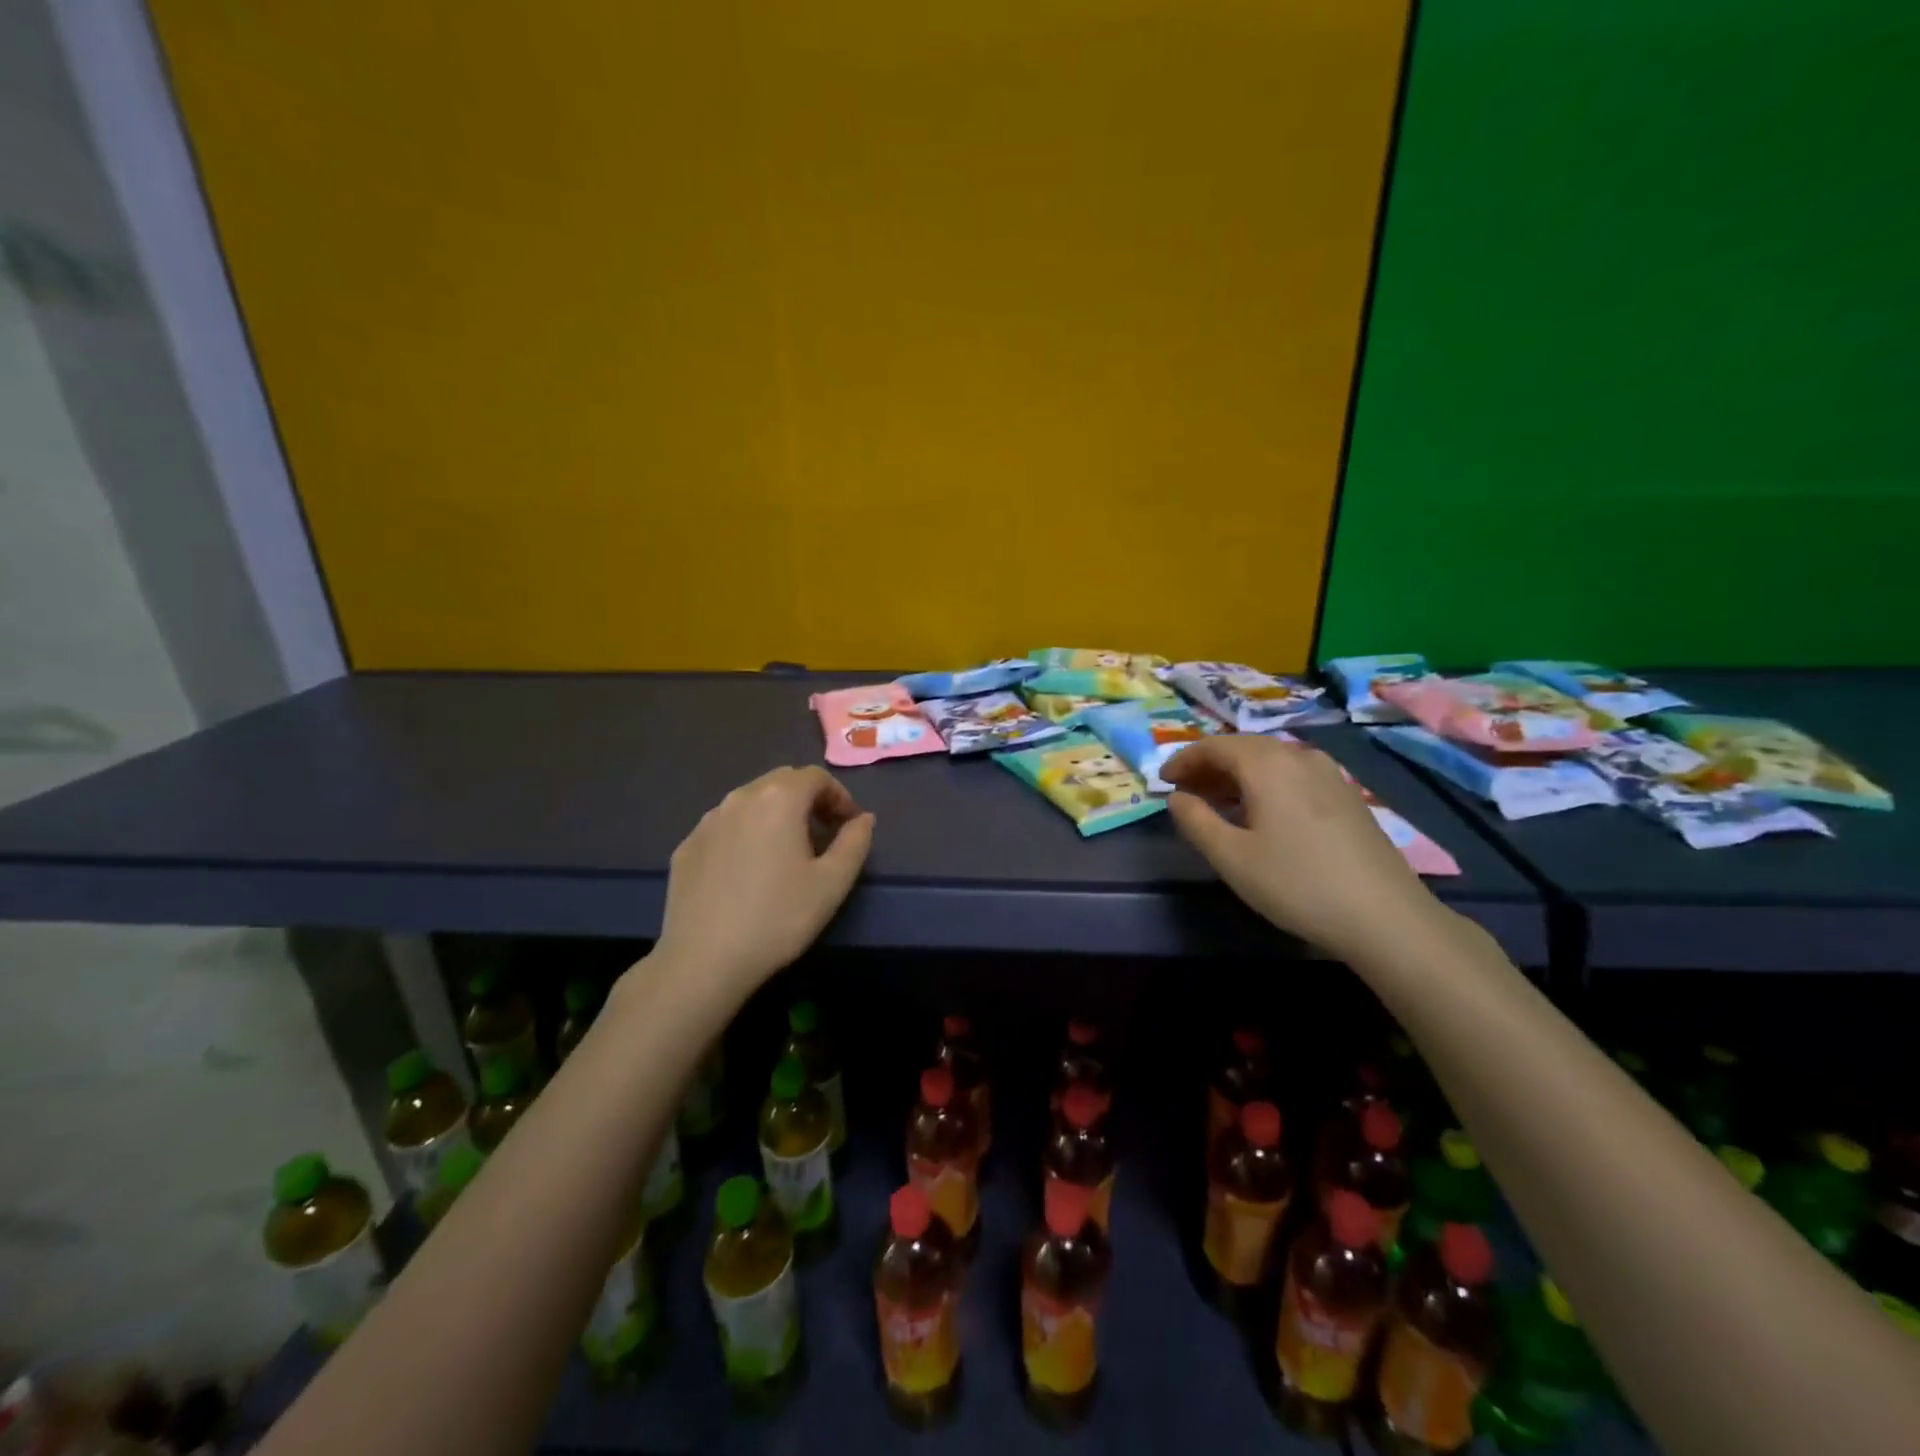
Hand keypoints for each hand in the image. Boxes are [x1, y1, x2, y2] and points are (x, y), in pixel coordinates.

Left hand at [653, 766, 874, 995]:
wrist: (703, 960)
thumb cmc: (778, 917)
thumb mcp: (833, 883)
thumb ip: (855, 842)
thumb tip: (862, 819)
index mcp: (779, 799)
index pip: (816, 777)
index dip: (839, 796)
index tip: (850, 826)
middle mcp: (740, 797)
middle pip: (782, 782)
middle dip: (808, 800)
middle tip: (824, 835)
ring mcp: (707, 821)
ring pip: (750, 802)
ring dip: (775, 815)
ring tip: (787, 852)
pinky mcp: (686, 846)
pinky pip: (725, 826)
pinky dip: (745, 834)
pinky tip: (749, 871)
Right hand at [1161, 735, 1442, 958]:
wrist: (1386, 917)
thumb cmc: (1297, 884)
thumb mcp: (1232, 857)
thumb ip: (1196, 821)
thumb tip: (1177, 797)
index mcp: (1268, 764)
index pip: (1215, 746)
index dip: (1184, 760)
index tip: (1164, 782)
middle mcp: (1299, 757)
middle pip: (1244, 748)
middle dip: (1209, 766)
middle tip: (1185, 792)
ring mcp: (1329, 774)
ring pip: (1270, 761)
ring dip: (1237, 776)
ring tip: (1216, 803)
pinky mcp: (1347, 796)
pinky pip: (1293, 775)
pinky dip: (1265, 785)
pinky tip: (1260, 814)